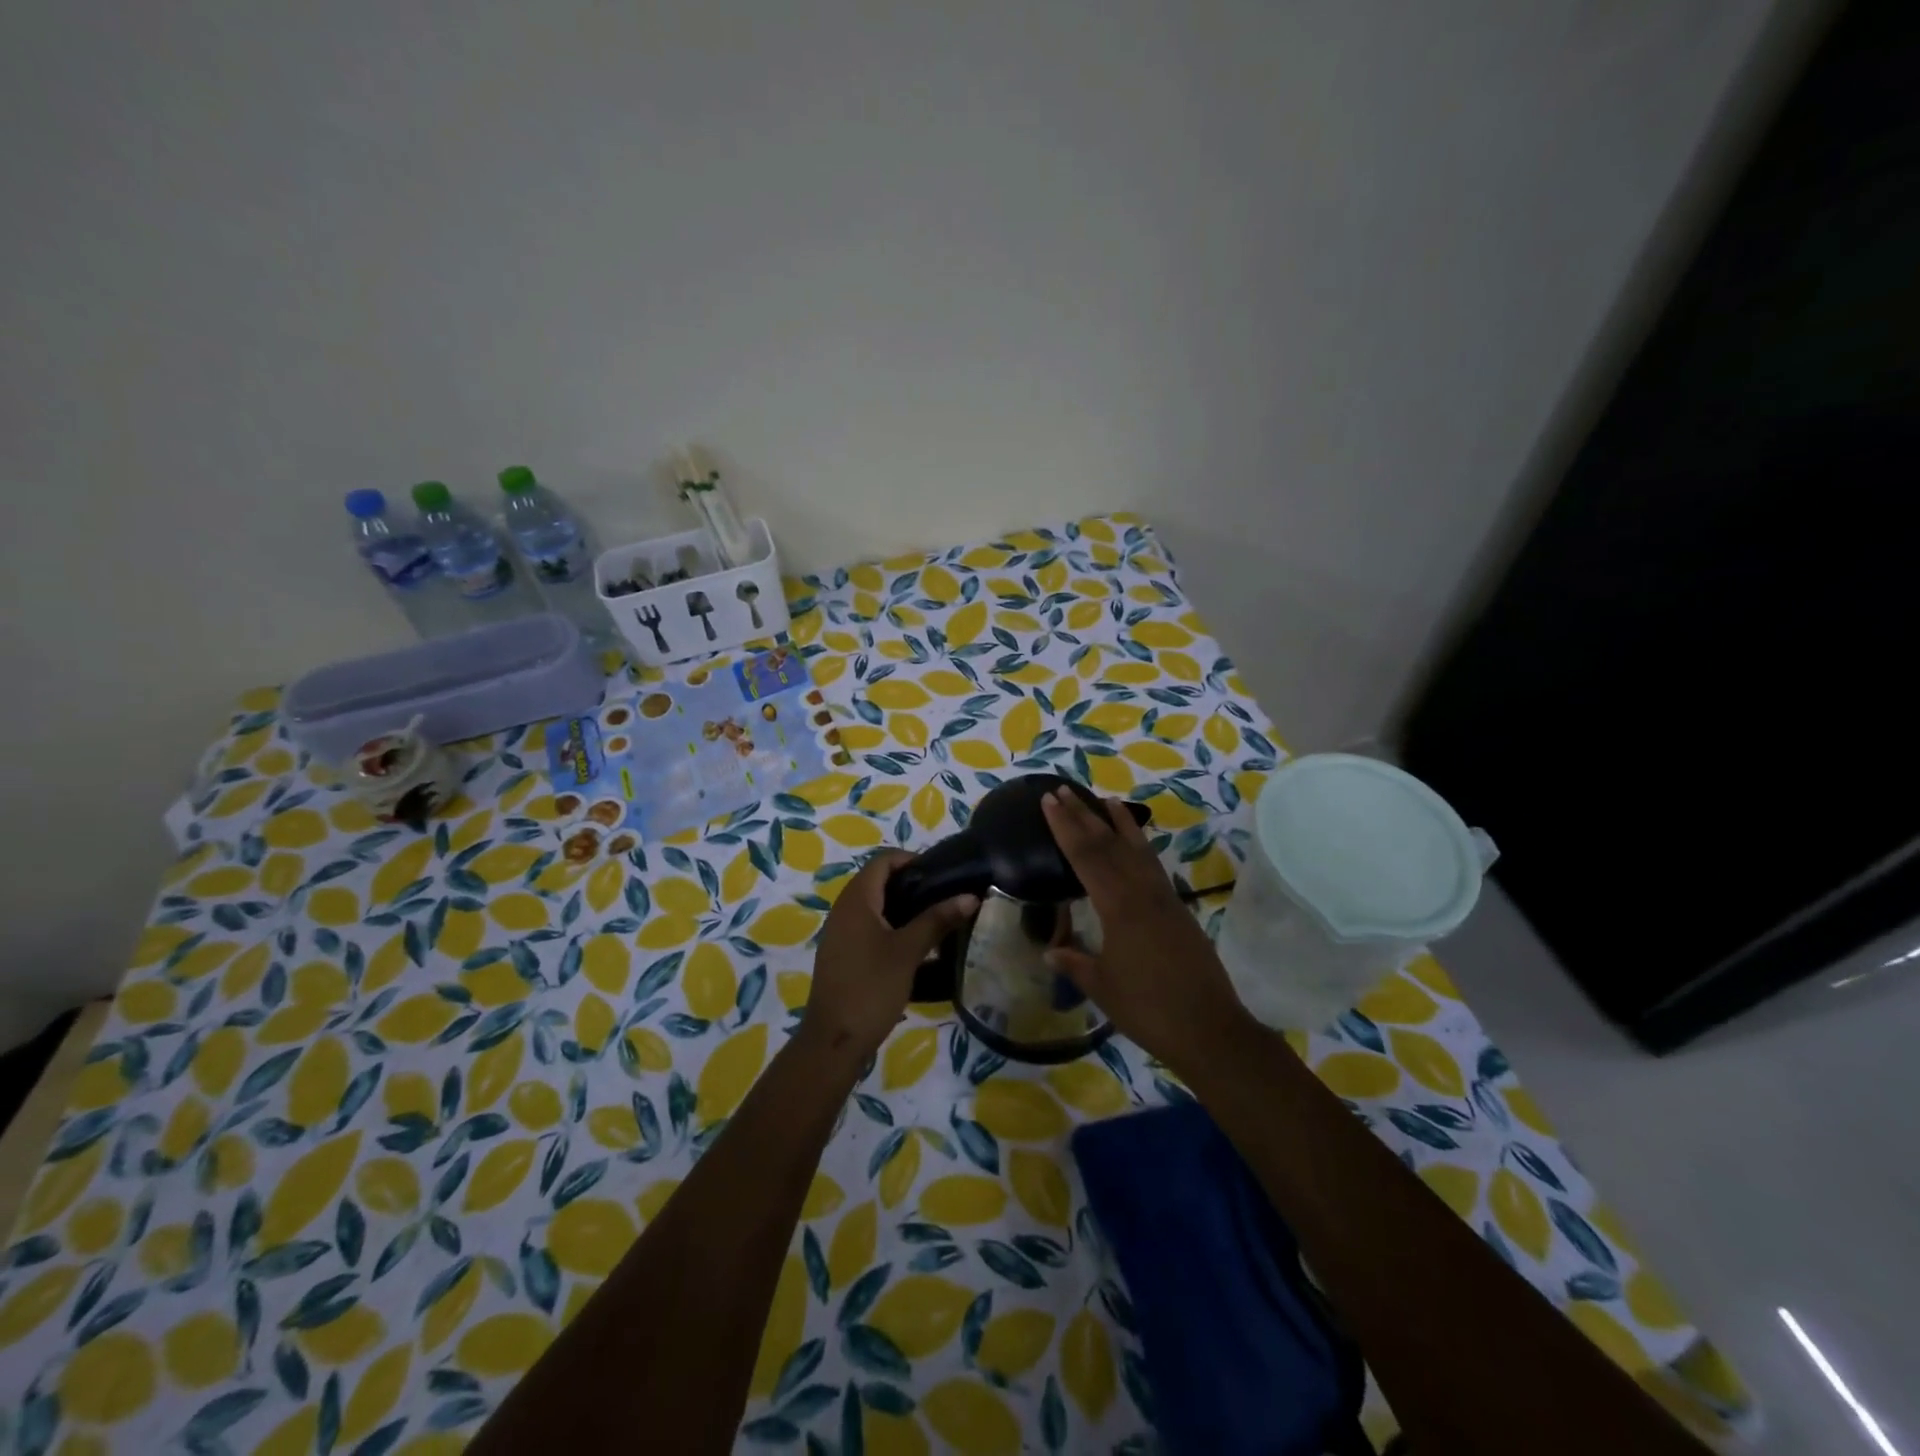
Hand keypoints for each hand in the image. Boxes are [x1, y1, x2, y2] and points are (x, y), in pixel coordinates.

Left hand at [804, 850, 976, 1060]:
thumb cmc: (871, 988)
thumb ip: (937, 920)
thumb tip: (970, 896)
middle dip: (912, 884)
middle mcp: (844, 909)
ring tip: (936, 919)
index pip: (883, 861)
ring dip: (904, 907)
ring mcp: (841, 933)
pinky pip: (870, 927)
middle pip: (879, 881)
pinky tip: (916, 946)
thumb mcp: (908, 951)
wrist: (834, 1041)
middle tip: (945, 896)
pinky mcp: (844, 954)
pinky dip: (892, 927)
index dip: (911, 860)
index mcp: (856, 899)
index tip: (941, 873)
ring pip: (875, 906)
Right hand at [1041, 789, 1252, 1074]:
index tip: (1048, 801)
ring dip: (1116, 822)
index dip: (1064, 827)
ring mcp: (1163, 898)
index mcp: (1118, 907)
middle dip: (1083, 815)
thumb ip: (1075, 963)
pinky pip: (1153, 865)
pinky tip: (1135, 843)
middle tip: (1062, 790)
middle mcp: (1142, 892)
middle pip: (1108, 844)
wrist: (1209, 1029)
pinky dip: (1140, 846)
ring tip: (1102, 799)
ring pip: (1136, 848)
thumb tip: (1050, 950)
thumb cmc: (1148, 1009)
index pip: (1085, 856)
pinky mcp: (1178, 908)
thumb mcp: (1102, 987)